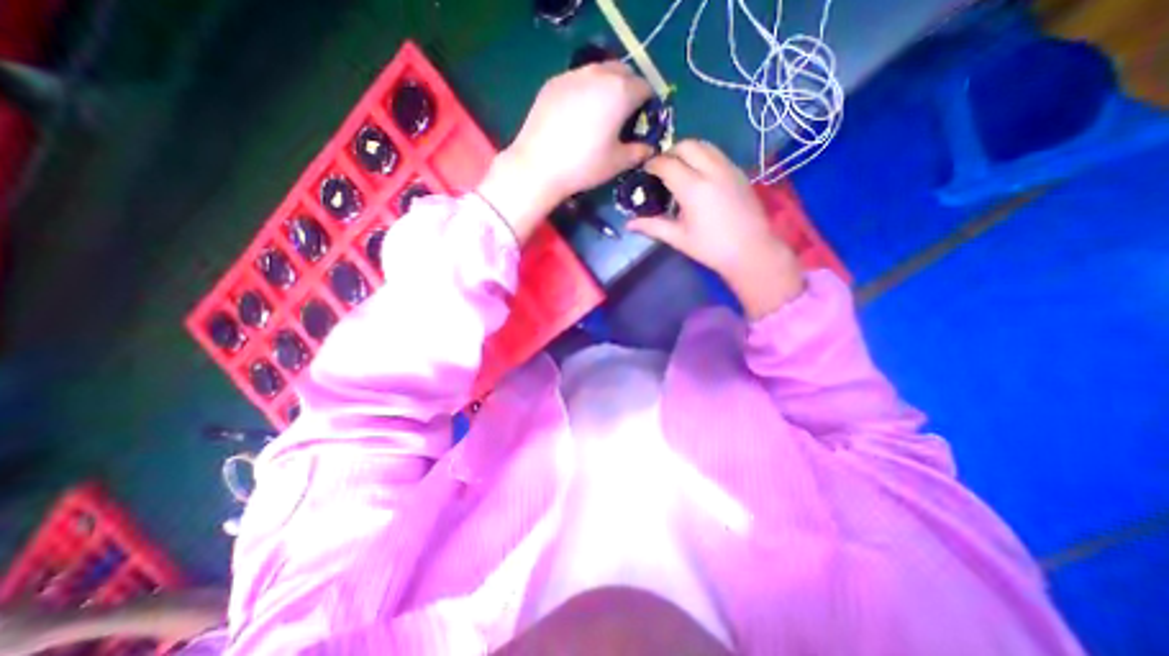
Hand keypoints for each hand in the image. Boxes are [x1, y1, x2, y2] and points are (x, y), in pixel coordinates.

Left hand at [477, 62, 655, 243]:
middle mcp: (598, 74)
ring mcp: (573, 75)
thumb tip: (649, 148)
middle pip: (623, 71)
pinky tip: (577, 114)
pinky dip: (585, 89)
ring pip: (598, 71)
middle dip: (629, 88)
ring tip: (600, 112)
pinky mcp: (553, 83)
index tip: (643, 120)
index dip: (648, 103)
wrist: (538, 166)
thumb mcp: (617, 163)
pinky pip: (577, 79)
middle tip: (624, 114)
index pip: (645, 87)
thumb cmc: (584, 166)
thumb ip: (639, 152)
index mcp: (620, 92)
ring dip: (606, 85)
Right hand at [630, 141, 805, 320]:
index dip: (653, 164)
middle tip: (661, 168)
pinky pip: (717, 153)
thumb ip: (652, 226)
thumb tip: (628, 224)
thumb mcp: (678, 238)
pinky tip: (699, 175)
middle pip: (686, 145)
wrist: (751, 250)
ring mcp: (728, 168)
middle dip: (670, 152)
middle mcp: (711, 170)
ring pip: (704, 145)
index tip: (645, 171)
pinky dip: (703, 155)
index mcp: (693, 188)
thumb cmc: (711, 248)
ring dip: (687, 151)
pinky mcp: (739, 172)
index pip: (667, 164)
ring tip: (679, 168)